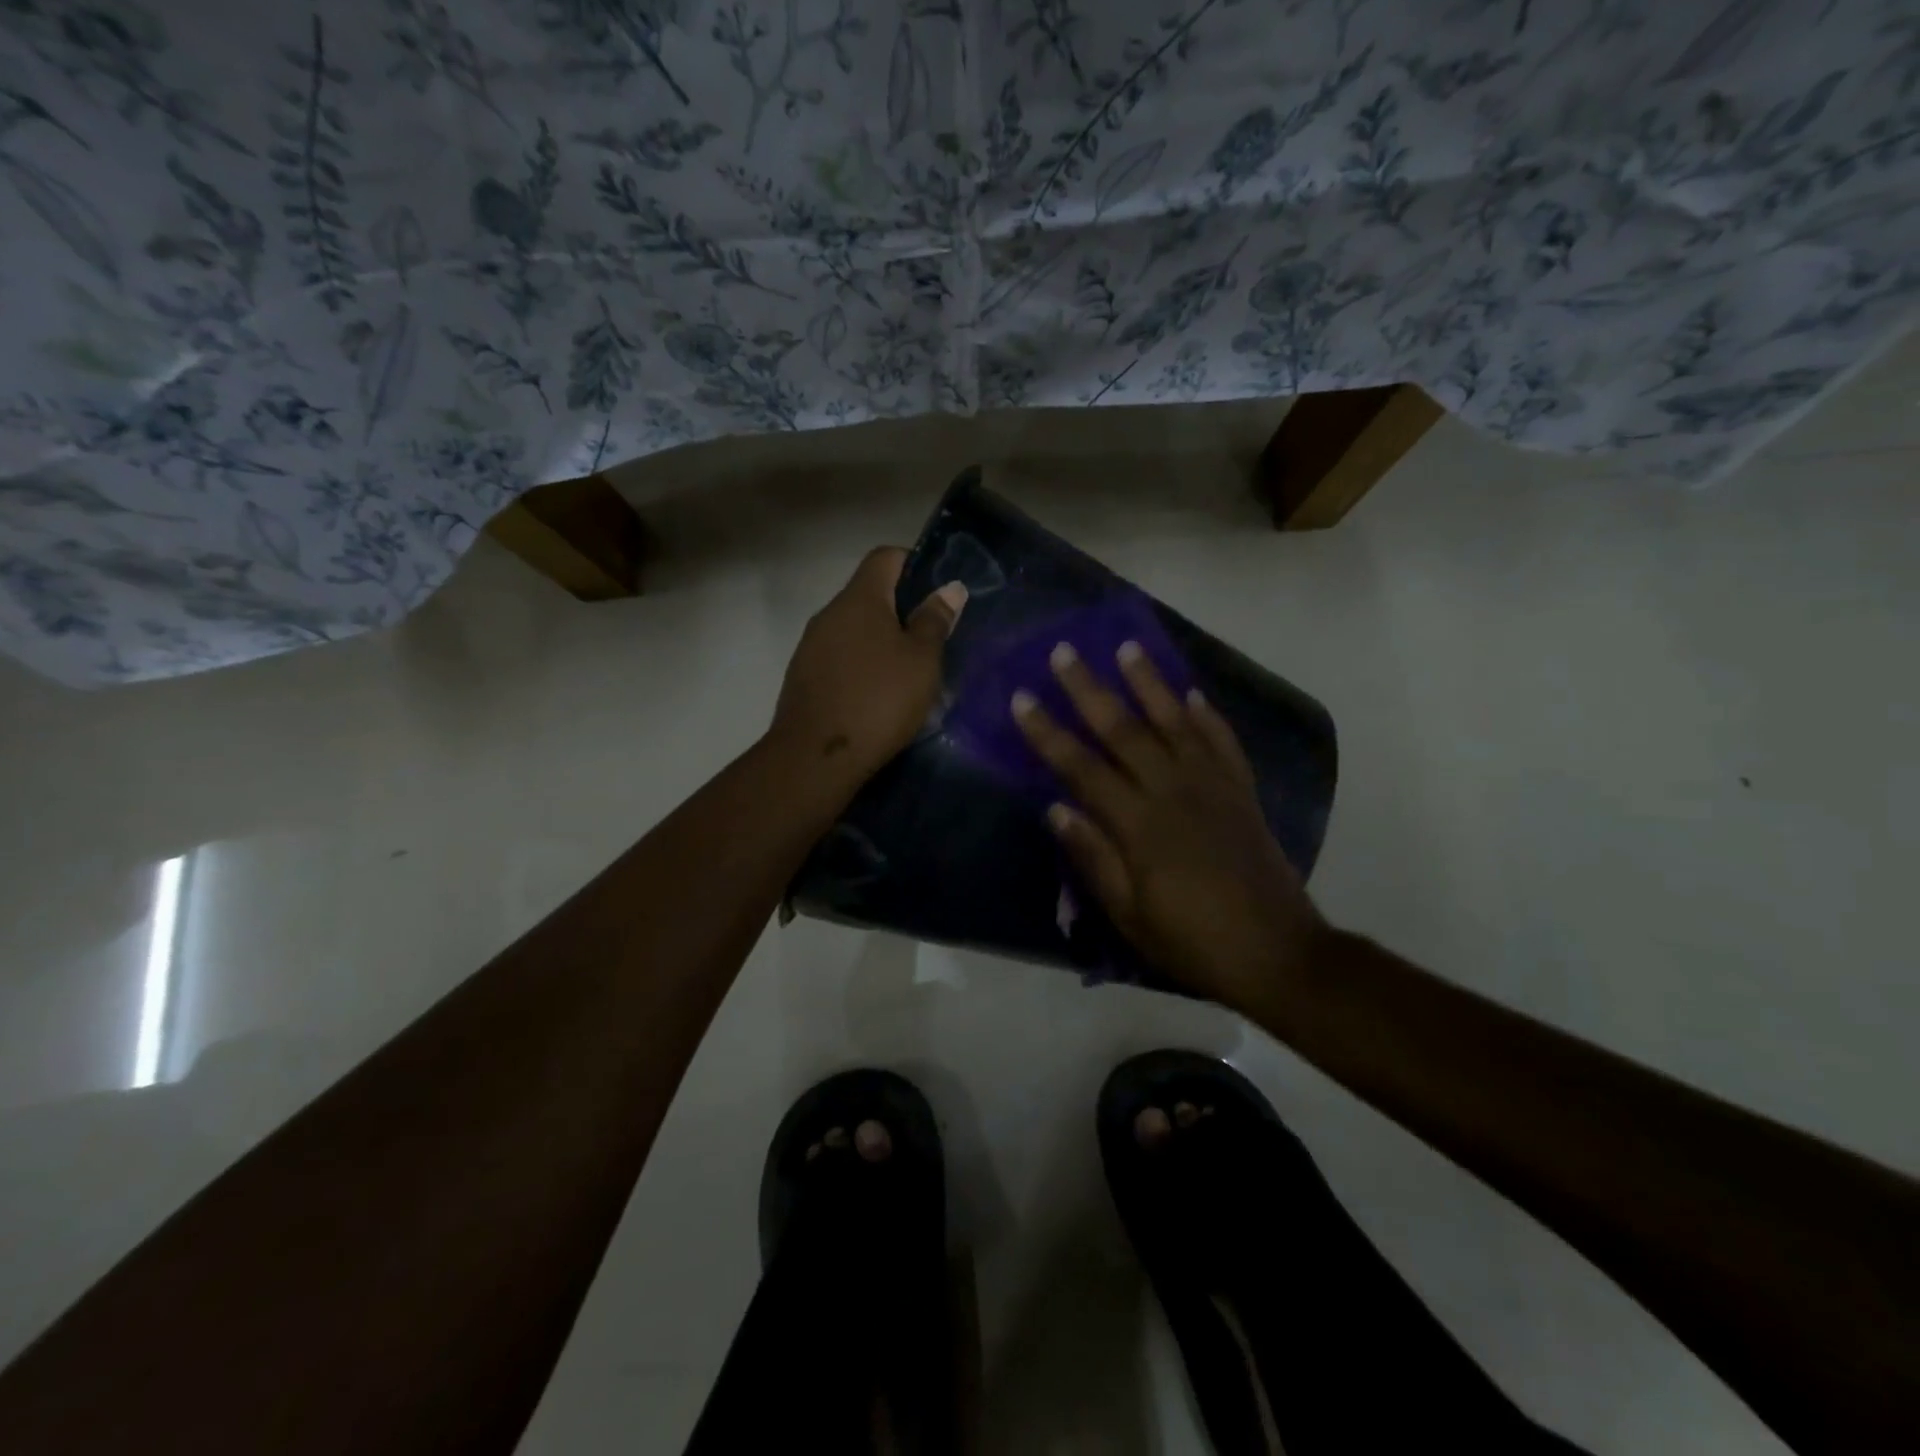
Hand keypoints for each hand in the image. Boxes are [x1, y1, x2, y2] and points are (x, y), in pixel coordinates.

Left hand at [769, 546, 966, 786]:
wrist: (816, 757)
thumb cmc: (878, 700)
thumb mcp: (921, 661)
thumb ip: (935, 620)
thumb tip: (950, 588)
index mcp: (859, 599)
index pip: (885, 557)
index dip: (915, 564)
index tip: (938, 594)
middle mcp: (829, 613)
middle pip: (869, 594)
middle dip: (902, 609)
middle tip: (932, 639)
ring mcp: (811, 646)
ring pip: (854, 629)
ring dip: (881, 641)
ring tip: (909, 672)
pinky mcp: (804, 677)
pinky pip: (840, 657)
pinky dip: (862, 665)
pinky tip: (879, 695)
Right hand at [1011, 640, 1324, 1011]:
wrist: (1276, 953)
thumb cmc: (1191, 940)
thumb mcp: (1129, 913)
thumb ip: (1093, 857)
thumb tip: (1055, 809)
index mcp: (1139, 825)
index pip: (1082, 767)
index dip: (1048, 733)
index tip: (1023, 699)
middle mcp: (1173, 792)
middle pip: (1124, 730)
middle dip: (1089, 689)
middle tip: (1064, 652)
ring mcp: (1213, 786)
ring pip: (1175, 722)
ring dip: (1148, 683)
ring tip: (1127, 647)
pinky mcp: (1242, 792)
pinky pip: (1223, 741)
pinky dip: (1207, 715)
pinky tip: (1192, 693)